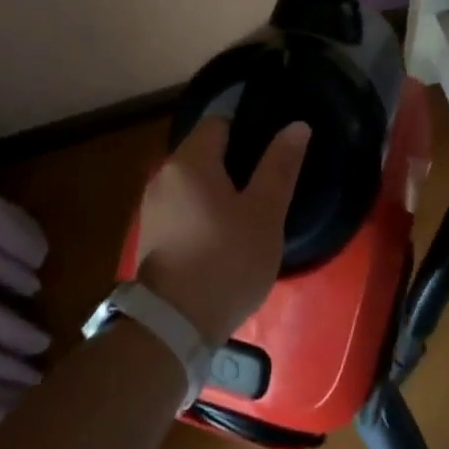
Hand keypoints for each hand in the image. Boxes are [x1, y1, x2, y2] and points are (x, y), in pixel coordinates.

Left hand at [135, 117, 310, 344]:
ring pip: (193, 180)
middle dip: (235, 159)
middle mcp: (164, 174)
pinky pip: (183, 204)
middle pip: (204, 150)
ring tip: (251, 207)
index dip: (248, 127)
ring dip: (219, 186)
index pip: (219, 121)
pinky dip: (203, 208)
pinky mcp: (151, 234)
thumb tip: (297, 126)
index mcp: (190, 160)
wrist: (173, 326)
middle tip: (269, 179)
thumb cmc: (226, 260)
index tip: (272, 147)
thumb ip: (280, 166)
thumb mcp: (264, 213)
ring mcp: (153, 205)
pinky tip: (225, 232)